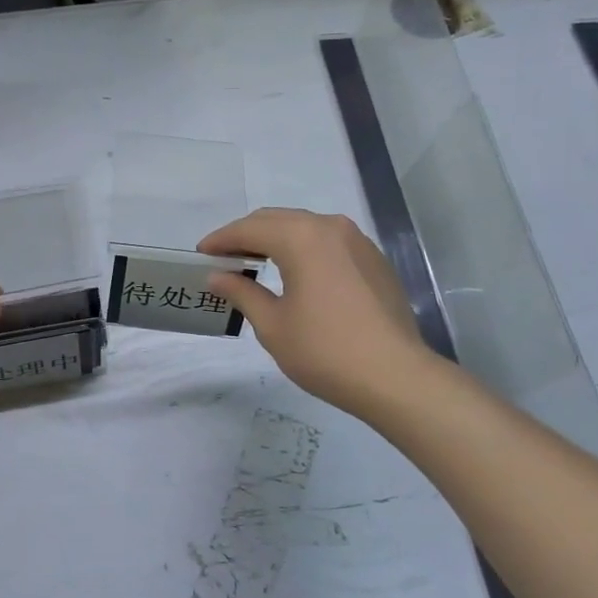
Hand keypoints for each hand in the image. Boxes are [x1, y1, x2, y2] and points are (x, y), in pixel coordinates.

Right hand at [200, 208, 430, 416]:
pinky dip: (304, 249)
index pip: (250, 228)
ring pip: (305, 227)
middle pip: (278, 220)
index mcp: (302, 237)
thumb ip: (242, 292)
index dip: (221, 240)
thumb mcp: (273, 325)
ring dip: (276, 239)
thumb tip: (218, 276)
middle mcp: (331, 227)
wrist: (396, 377)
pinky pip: (329, 243)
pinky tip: (295, 273)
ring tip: (255, 262)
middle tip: (223, 257)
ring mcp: (358, 242)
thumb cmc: (325, 350)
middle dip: (247, 234)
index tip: (201, 253)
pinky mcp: (374, 261)